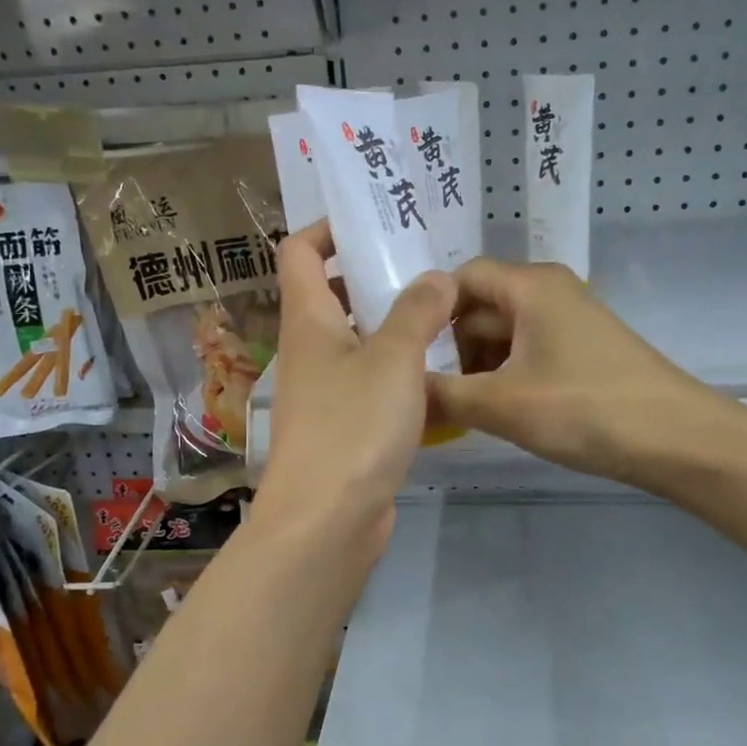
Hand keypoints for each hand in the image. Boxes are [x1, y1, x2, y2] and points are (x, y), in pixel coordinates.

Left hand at [252, 222, 455, 553]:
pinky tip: (444, 374)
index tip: (375, 223)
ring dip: (396, 326)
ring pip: (360, 342)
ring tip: (448, 313)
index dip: (328, 228)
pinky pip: (374, 386)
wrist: (326, 522)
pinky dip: (402, 374)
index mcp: (308, 320)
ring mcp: (326, 392)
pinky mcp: (346, 428)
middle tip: (430, 266)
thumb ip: (418, 312)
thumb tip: (436, 276)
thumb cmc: (353, 427)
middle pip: (334, 294)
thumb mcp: (393, 359)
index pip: (299, 251)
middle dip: (377, 276)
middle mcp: (310, 350)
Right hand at [428, 259, 708, 490]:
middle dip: (452, 347)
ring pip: (503, 333)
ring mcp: (569, 321)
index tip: (406, 354)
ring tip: (460, 408)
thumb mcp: (502, 404)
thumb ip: (442, 394)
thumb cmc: (585, 409)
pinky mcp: (582, 351)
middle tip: (430, 392)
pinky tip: (497, 411)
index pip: (461, 278)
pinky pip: (527, 352)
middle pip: (480, 307)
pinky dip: (505, 376)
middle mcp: (549, 292)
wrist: (677, 438)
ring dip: (477, 367)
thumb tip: (400, 392)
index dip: (429, 311)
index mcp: (529, 286)